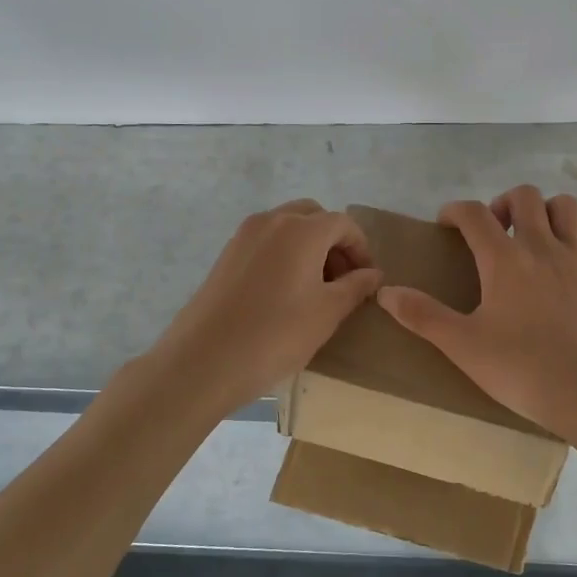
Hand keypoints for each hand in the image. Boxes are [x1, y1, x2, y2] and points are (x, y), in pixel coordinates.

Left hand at [149, 199, 382, 410]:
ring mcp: (244, 235)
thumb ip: (355, 287)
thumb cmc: (276, 335)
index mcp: (302, 229)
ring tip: (316, 288)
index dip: (361, 248)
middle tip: (343, 279)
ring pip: (287, 226)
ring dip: (309, 246)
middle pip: (314, 216)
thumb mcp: (327, 313)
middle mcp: (272, 221)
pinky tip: (285, 292)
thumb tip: (373, 273)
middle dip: (334, 241)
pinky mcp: (226, 254)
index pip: (343, 224)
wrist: (204, 360)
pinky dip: (284, 253)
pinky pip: (266, 241)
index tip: (367, 278)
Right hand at [377, 185, 576, 438]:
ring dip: (548, 212)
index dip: (455, 210)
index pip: (473, 213)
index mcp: (504, 260)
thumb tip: (385, 291)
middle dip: (504, 203)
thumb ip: (422, 315)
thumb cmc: (520, 369)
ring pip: (567, 207)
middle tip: (495, 231)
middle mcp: (542, 247)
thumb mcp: (462, 345)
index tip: (446, 224)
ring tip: (536, 237)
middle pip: (525, 196)